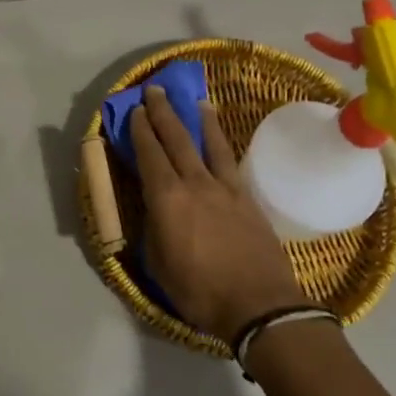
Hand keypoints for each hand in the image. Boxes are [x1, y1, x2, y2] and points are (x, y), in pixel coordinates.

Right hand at [130, 85, 305, 344]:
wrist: (259, 305)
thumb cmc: (200, 291)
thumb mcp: (160, 266)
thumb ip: (154, 232)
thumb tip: (156, 213)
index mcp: (167, 200)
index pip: (149, 155)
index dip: (140, 131)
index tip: (135, 110)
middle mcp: (195, 184)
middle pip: (177, 140)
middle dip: (164, 113)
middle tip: (156, 90)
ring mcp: (225, 189)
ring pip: (209, 144)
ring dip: (199, 120)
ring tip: (196, 101)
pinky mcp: (248, 198)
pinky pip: (231, 162)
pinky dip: (222, 145)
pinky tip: (221, 140)